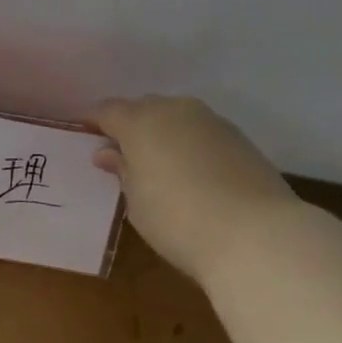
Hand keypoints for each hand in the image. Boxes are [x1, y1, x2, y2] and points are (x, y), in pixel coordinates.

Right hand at [91, 96, 298, 284]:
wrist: (257, 234)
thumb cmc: (178, 220)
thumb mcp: (136, 201)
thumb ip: (122, 170)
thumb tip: (108, 153)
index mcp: (141, 121)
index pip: (107, 111)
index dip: (93, 122)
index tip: (84, 136)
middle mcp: (175, 110)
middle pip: (143, 108)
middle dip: (129, 125)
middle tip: (120, 154)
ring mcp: (212, 121)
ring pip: (176, 117)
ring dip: (162, 133)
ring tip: (157, 164)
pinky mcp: (240, 139)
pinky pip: (201, 132)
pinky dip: (189, 144)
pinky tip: (190, 172)